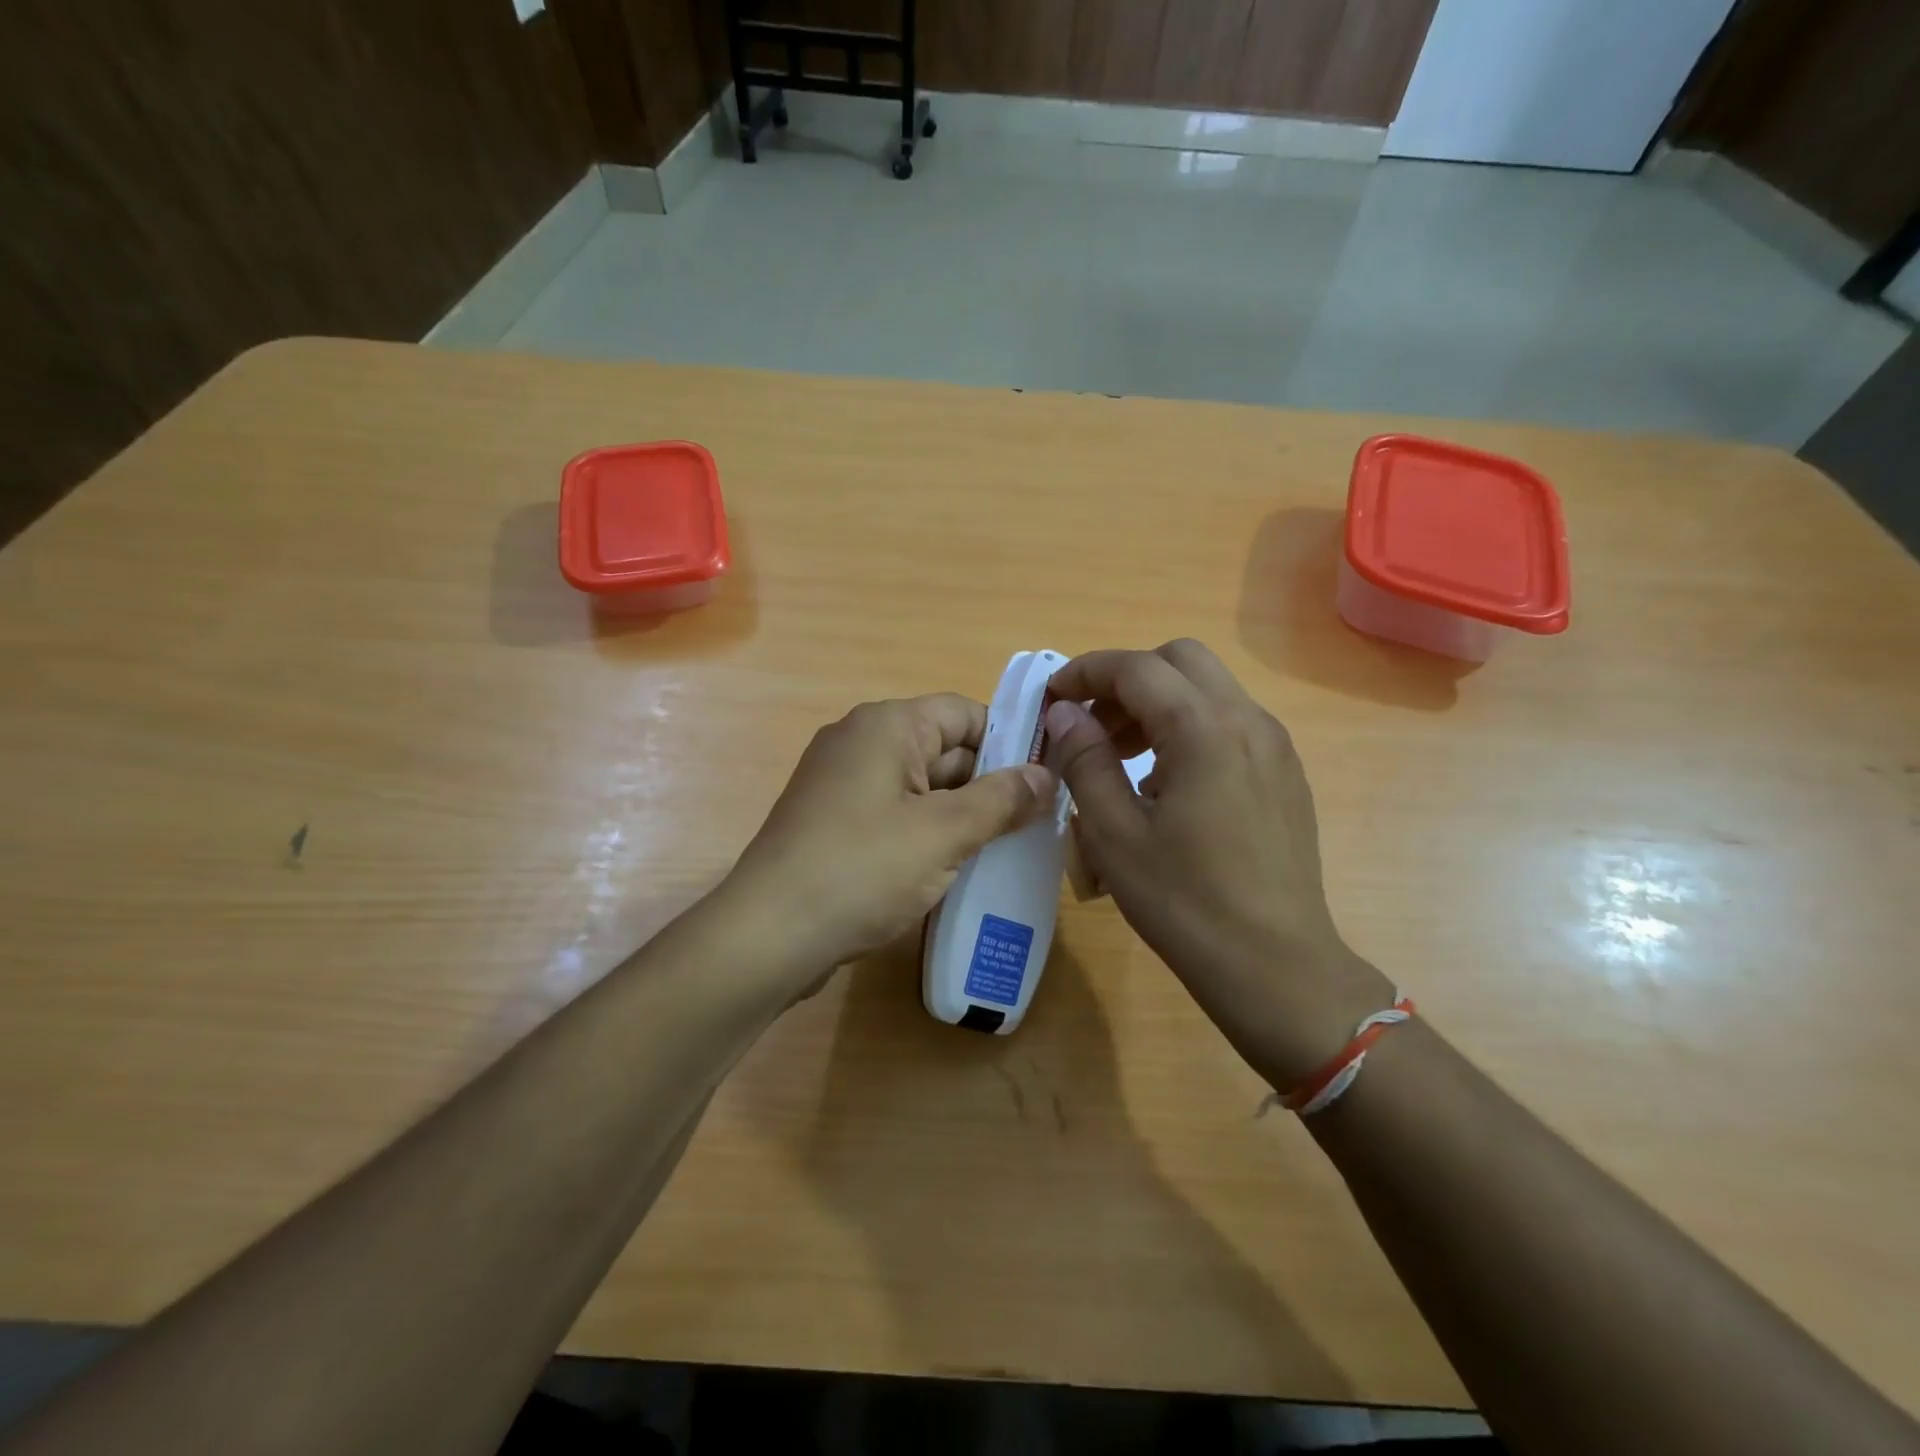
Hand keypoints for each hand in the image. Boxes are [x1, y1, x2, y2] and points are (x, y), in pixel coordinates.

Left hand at [725, 694, 1055, 983]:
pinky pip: (897, 815)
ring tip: (1007, 850)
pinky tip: (956, 868)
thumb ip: (1001, 800)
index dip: (1010, 742)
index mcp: (887, 726)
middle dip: (990, 785)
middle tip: (1038, 824)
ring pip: (922, 787)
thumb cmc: (861, 870)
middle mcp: (862, 742)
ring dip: (962, 815)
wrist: (768, 936)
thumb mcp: (943, 833)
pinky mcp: (835, 823)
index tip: (1046, 781)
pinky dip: (928, 834)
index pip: (966, 713)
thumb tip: (1047, 776)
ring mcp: (844, 785)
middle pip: (945, 749)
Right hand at [1044, 641, 1392, 1085]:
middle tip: (1091, 727)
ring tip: (1120, 757)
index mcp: (1204, 728)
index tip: (1052, 698)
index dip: (1085, 672)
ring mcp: (1274, 746)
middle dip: (1125, 680)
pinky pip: (1229, 724)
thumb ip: (1084, 760)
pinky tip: (1164, 784)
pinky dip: (1187, 727)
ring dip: (1156, 703)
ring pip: (1207, 690)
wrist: (1275, 966)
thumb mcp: (1113, 832)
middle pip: (1179, 660)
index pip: (1136, 667)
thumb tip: (1066, 713)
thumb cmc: (1184, 902)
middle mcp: (1247, 721)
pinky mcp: (1284, 774)